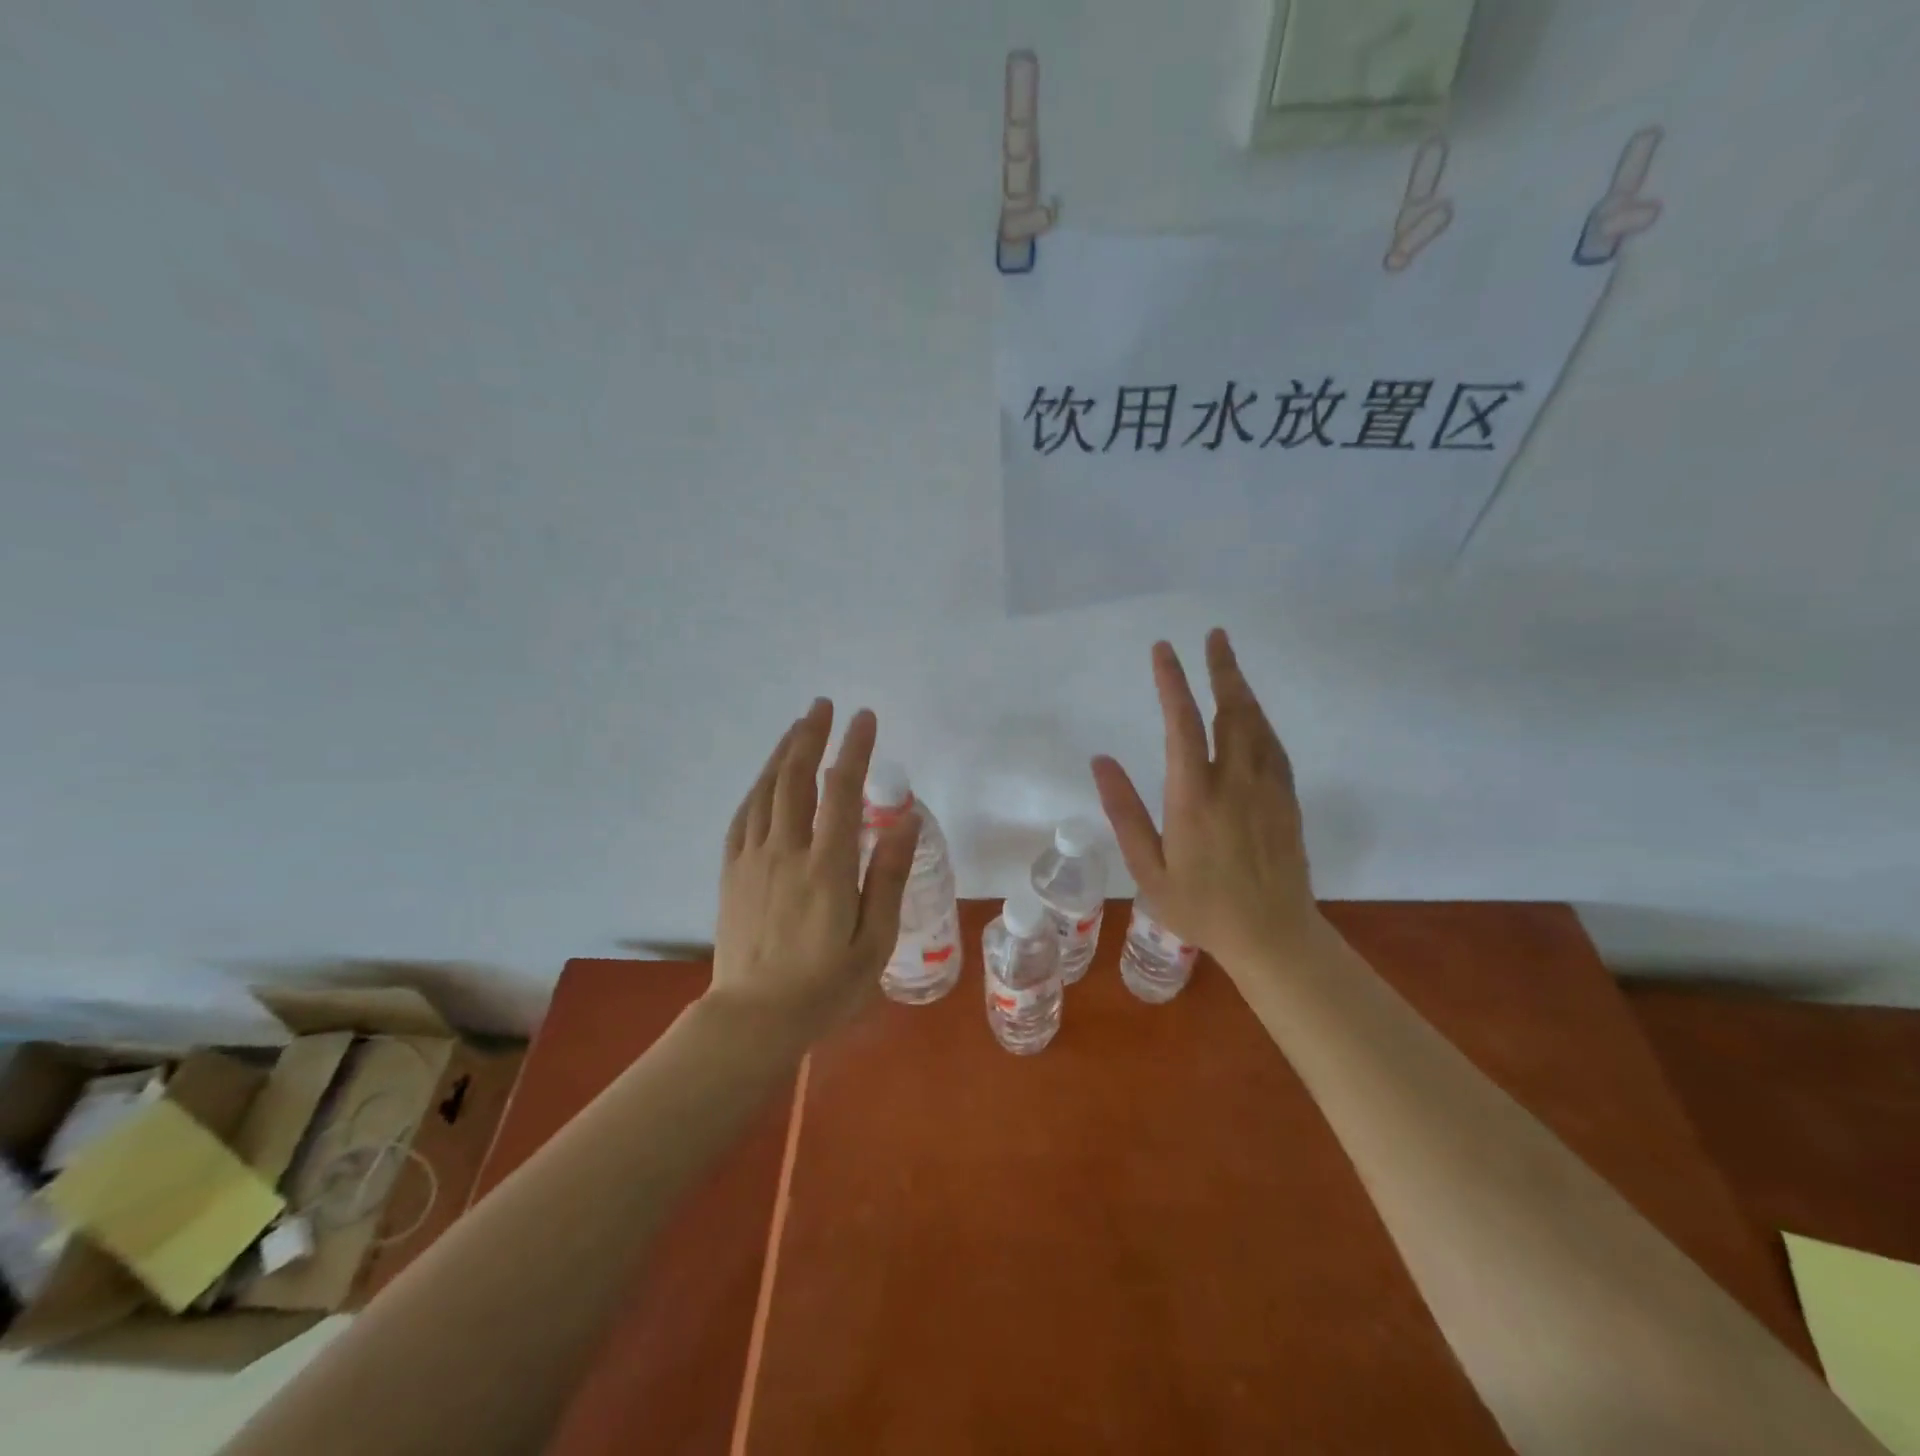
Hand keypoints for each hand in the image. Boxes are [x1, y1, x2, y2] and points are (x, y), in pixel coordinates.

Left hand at [711, 700, 918, 1046]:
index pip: (842, 791)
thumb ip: (888, 878)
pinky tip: (766, 778)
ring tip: (798, 726)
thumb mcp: (873, 942)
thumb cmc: (824, 987)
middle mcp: (786, 851)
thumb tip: (904, 822)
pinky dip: (757, 788)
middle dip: (811, 736)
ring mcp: (753, 859)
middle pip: (796, 778)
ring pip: (766, 791)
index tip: (864, 718)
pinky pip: (742, 816)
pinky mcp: (732, 872)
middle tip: (823, 705)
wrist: (753, 1020)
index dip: (854, 749)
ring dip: (783, 753)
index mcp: (826, 866)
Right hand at [1091, 629, 1320, 973]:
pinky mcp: (1287, 800)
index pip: (1182, 724)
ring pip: (1257, 724)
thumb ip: (1125, 812)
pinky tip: (1253, 715)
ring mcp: (1267, 789)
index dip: (1172, 682)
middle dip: (1221, 669)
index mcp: (1194, 797)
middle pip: (1231, 711)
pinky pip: (1275, 747)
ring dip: (1242, 689)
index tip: (1164, 649)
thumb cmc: (1200, 907)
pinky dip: (1260, 720)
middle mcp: (1234, 782)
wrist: (1273, 936)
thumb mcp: (1148, 869)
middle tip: (1215, 635)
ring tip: (1229, 662)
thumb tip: (1101, 760)